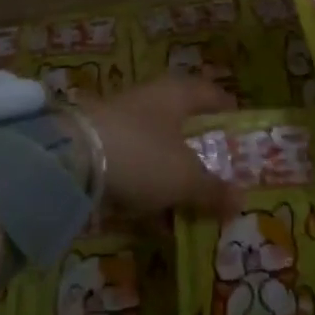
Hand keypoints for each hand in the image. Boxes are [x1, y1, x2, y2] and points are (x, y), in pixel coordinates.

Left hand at [79, 77, 236, 218]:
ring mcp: (124, 123)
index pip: (209, 93)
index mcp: (176, 93)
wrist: (73, 159)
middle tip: (221, 173)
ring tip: (193, 205)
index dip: (226, 109)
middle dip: (200, 149)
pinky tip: (157, 221)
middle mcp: (151, 100)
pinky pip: (136, 169)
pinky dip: (149, 190)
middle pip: (182, 122)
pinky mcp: (103, 148)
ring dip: (174, 174)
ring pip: (159, 148)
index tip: (241, 128)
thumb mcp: (185, 178)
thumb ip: (213, 190)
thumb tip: (241, 200)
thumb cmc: (143, 154)